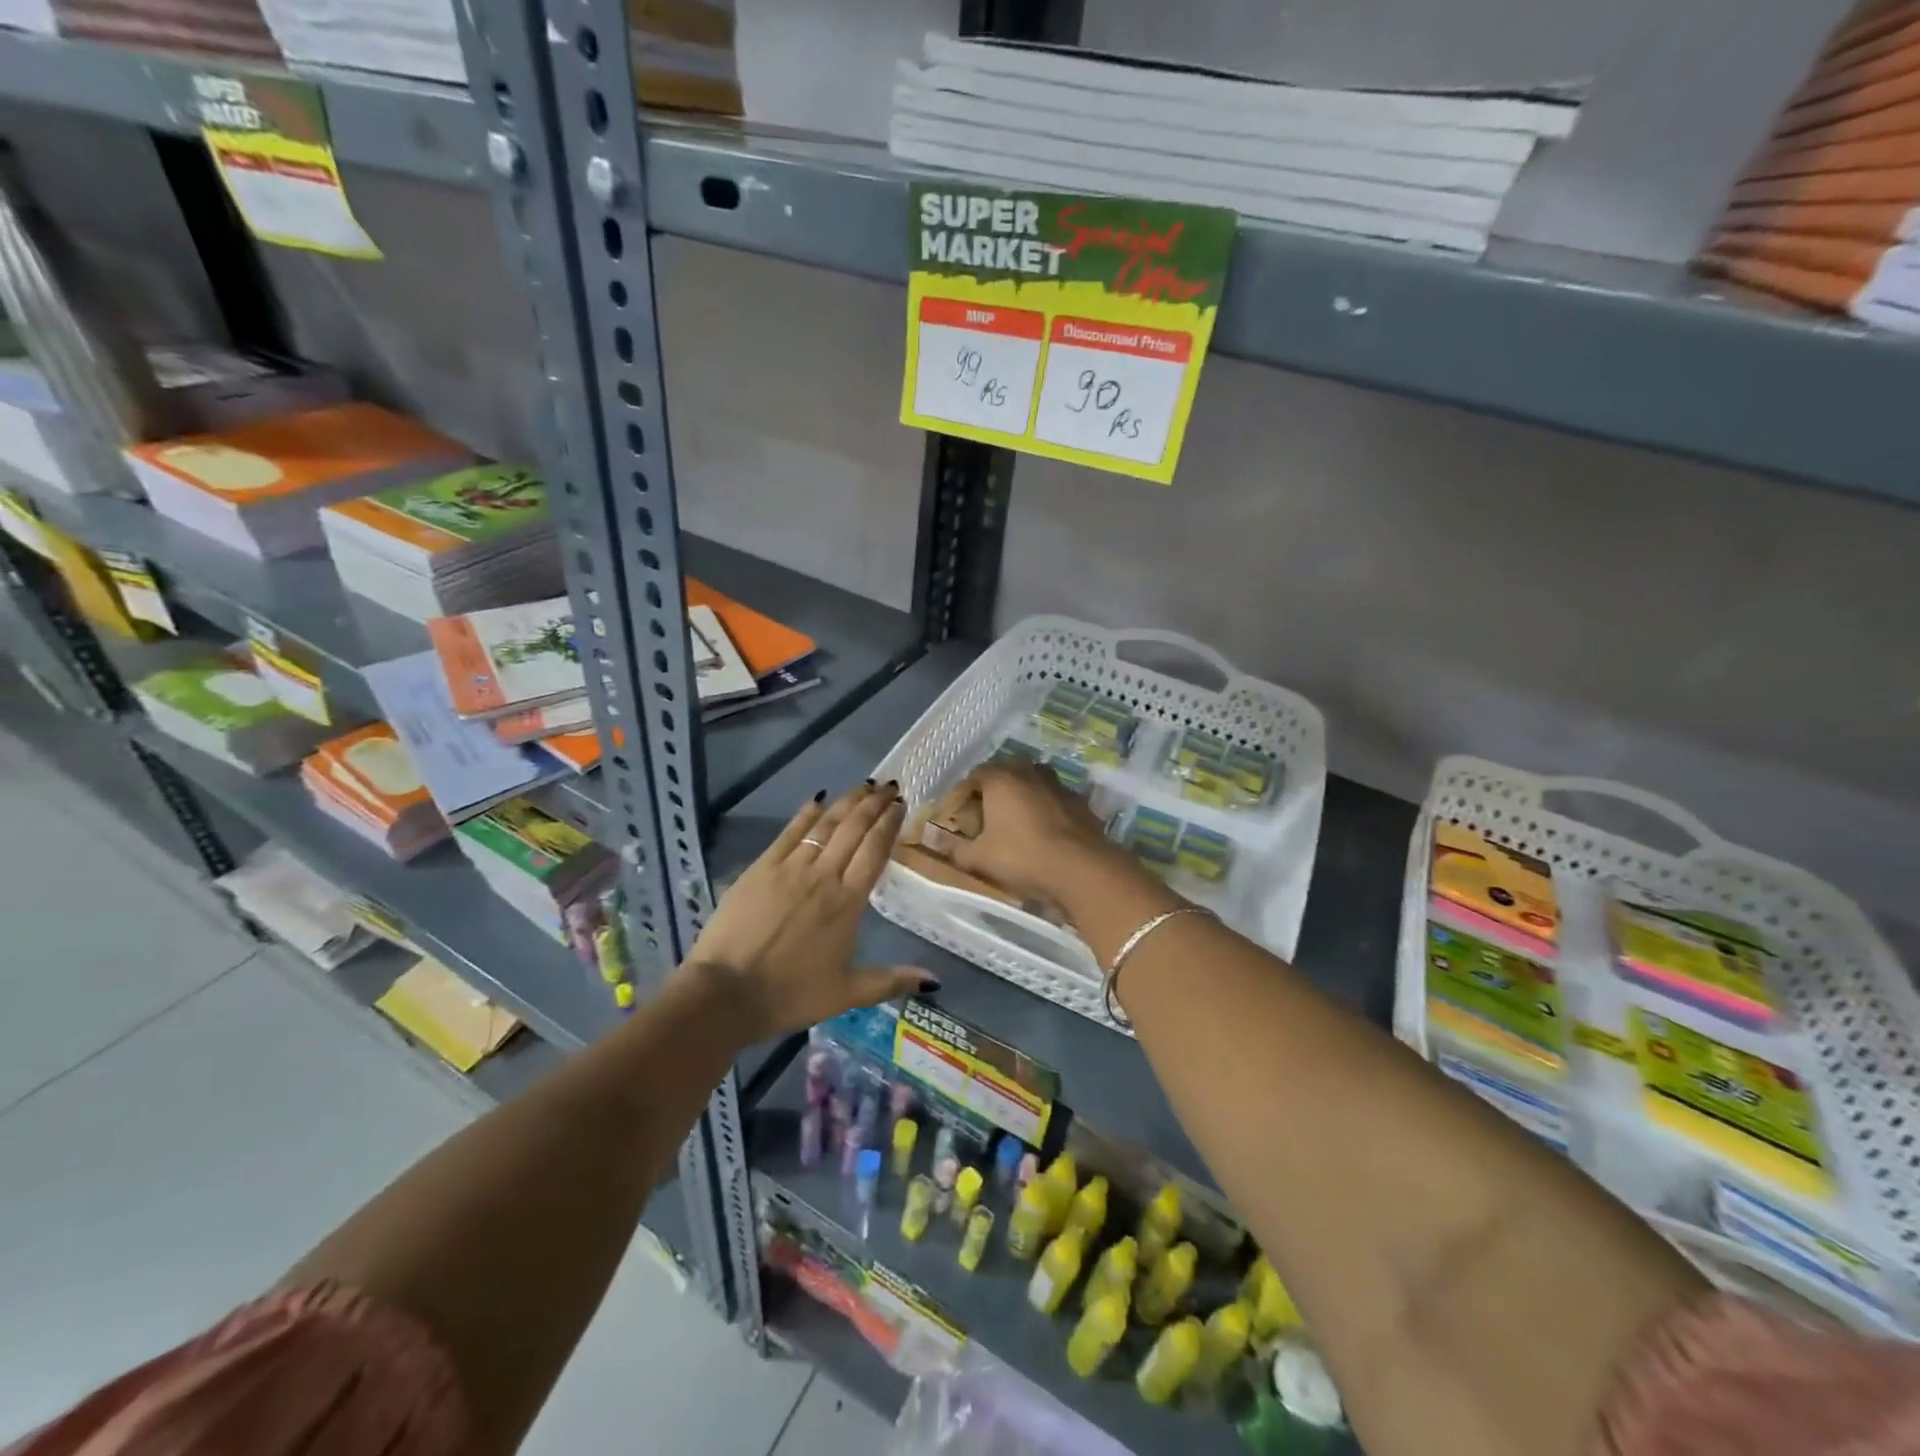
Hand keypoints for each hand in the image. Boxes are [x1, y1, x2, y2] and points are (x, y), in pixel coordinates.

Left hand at [685, 782, 932, 1041]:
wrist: (725, 993)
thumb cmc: (789, 995)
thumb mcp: (846, 993)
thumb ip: (890, 981)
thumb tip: (934, 981)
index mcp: (848, 903)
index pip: (875, 851)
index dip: (889, 824)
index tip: (900, 804)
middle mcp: (824, 876)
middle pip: (854, 829)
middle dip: (874, 804)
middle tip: (888, 786)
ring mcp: (790, 868)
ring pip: (825, 824)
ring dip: (847, 802)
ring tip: (863, 785)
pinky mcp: (761, 867)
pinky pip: (790, 832)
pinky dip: (806, 813)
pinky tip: (818, 799)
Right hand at [949, 762, 1143, 908]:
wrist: (1081, 868)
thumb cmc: (1022, 856)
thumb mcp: (981, 858)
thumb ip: (957, 850)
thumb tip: (939, 844)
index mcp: (1001, 779)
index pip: (976, 775)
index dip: (965, 793)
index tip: (960, 813)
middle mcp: (1030, 773)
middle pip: (1006, 773)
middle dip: (995, 790)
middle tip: (987, 815)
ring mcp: (1059, 785)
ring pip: (1034, 783)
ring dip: (1023, 796)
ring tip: (1016, 821)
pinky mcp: (1081, 802)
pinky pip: (1055, 800)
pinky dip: (1046, 809)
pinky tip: (1044, 832)